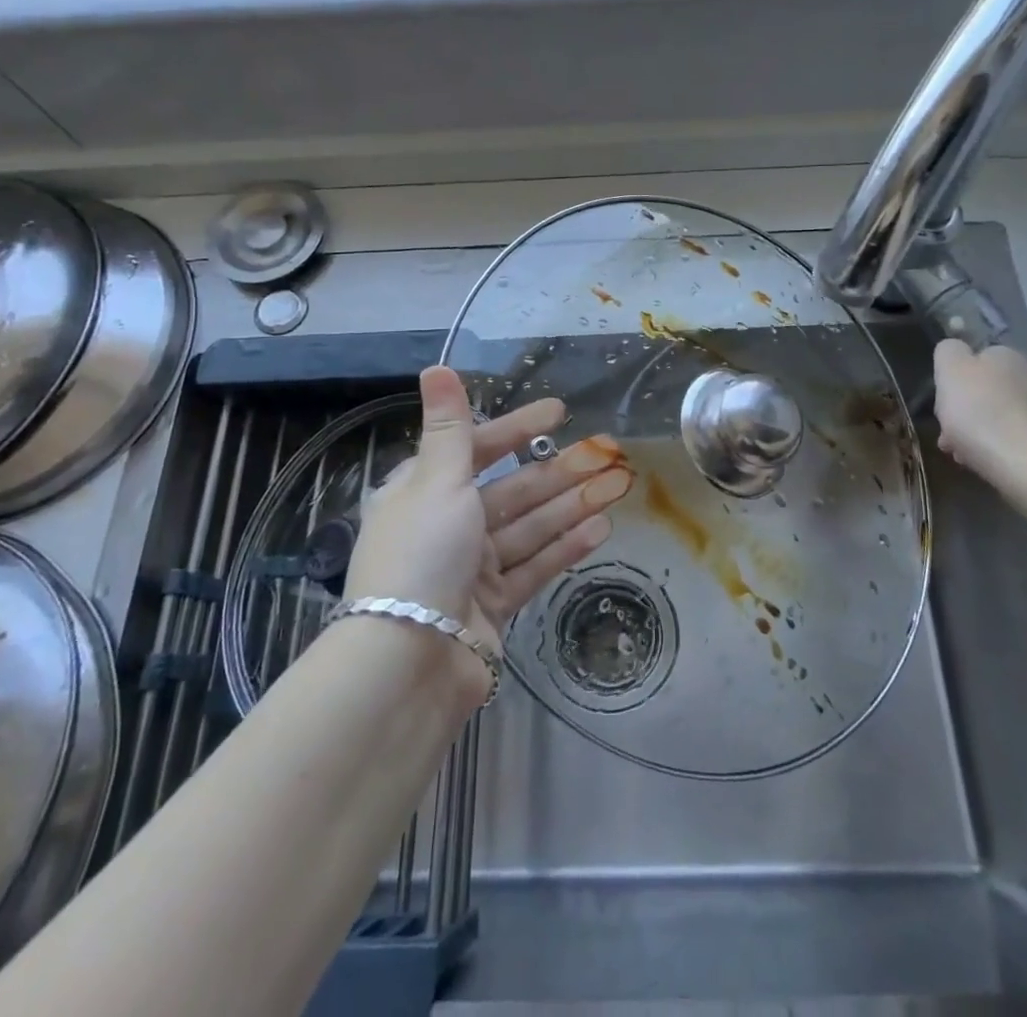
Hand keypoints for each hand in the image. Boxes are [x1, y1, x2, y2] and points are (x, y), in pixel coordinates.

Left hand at [344, 366, 634, 658]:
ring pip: (531, 527)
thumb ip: (449, 426)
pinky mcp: (494, 605)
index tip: (559, 412)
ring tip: (617, 484)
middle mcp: (448, 525)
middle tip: (607, 452)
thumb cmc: (422, 554)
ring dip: (573, 505)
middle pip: (513, 489)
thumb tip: (436, 366)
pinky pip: (535, 566)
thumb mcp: (436, 480)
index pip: (478, 448)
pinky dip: (565, 547)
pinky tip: (601, 527)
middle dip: (560, 470)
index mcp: (425, 492)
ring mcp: (473, 568)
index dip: (518, 428)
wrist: (409, 661)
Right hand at [931, 340, 1026, 483]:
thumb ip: (948, 351)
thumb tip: (955, 350)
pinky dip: (993, 446)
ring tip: (960, 453)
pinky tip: (982, 462)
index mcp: (1006, 354)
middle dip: (962, 410)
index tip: (941, 403)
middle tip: (946, 432)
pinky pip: (1009, 437)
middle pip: (982, 390)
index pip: (972, 359)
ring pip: (994, 415)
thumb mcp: (950, 369)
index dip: (952, 381)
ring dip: (974, 430)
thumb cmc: (980, 412)